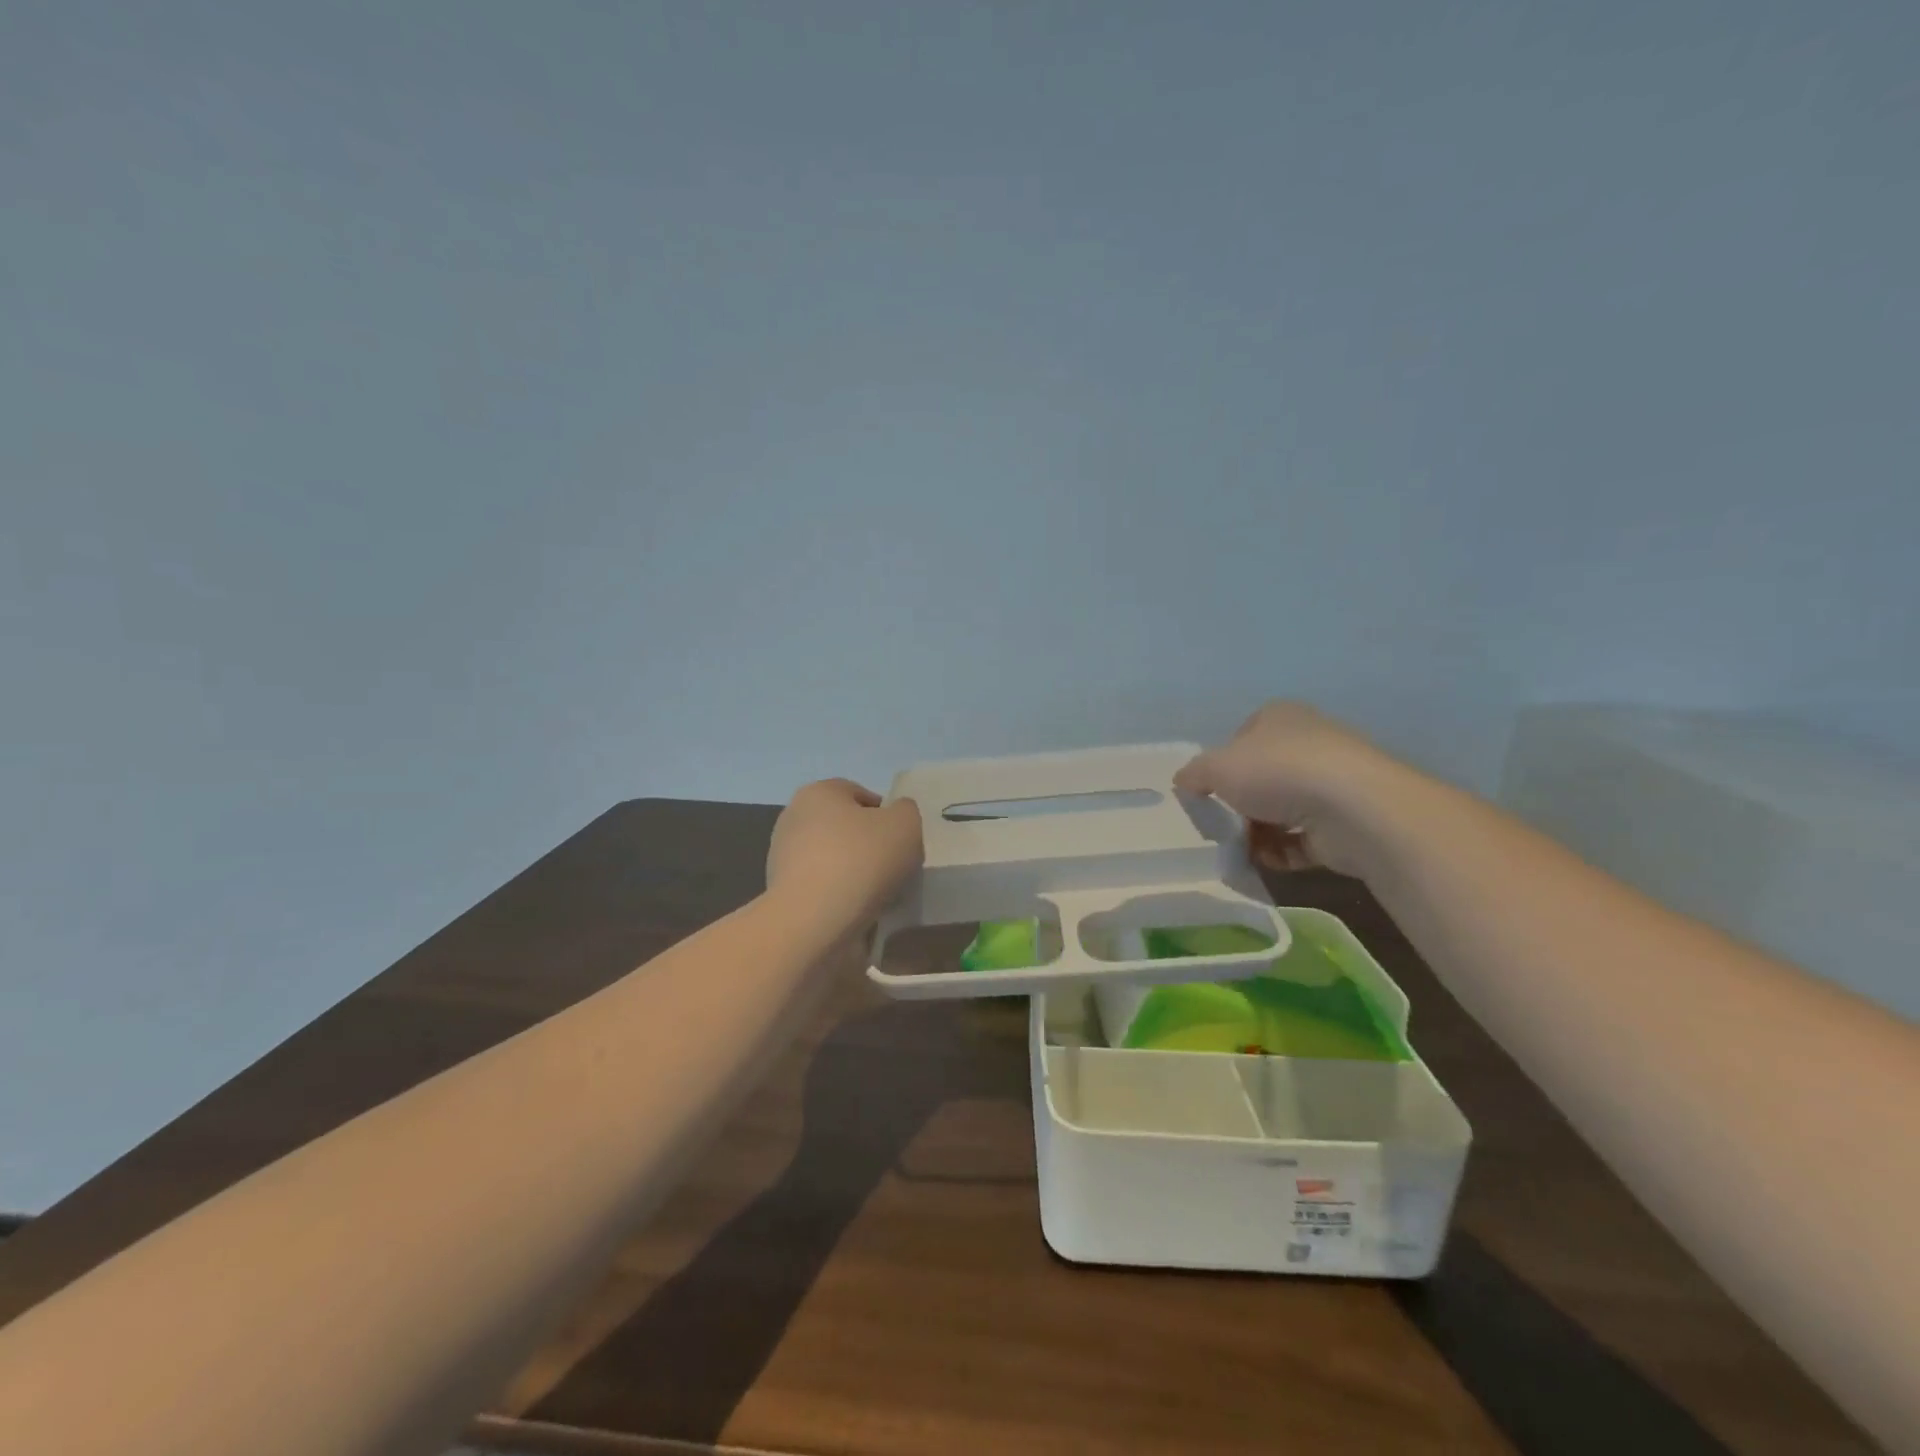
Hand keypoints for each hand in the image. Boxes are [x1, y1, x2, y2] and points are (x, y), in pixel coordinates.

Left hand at [766, 779, 922, 931]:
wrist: (813, 922)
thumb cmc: (860, 860)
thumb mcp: (905, 824)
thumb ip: (906, 811)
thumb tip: (895, 817)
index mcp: (818, 792)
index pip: (860, 794)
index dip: (886, 815)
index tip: (901, 841)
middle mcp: (794, 817)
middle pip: (845, 827)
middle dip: (869, 845)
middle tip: (893, 868)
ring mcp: (782, 856)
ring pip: (834, 859)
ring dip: (855, 873)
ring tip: (878, 896)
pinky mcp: (781, 892)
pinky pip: (822, 887)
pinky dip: (839, 896)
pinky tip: (856, 912)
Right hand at [1174, 703, 1404, 877]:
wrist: (1352, 808)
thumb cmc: (1276, 772)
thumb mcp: (1216, 767)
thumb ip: (1194, 773)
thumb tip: (1184, 781)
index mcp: (1280, 718)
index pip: (1242, 738)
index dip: (1222, 764)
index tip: (1210, 791)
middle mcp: (1309, 743)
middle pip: (1263, 777)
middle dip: (1241, 804)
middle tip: (1223, 825)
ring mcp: (1332, 783)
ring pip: (1283, 810)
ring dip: (1259, 832)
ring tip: (1242, 850)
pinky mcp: (1346, 821)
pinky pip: (1304, 839)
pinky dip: (1283, 852)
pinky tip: (1266, 862)